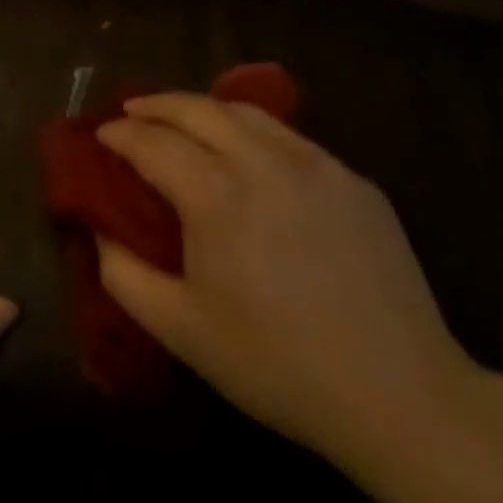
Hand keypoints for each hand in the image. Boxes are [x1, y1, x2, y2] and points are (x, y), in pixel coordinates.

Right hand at [95, 93, 478, 469]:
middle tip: (132, 111)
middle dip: (155, 104)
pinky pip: (289, 138)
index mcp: (215, 195)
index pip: (151, 141)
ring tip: (183, 119)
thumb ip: (123, 274)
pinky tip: (248, 155)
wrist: (403, 399)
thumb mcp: (181, 331)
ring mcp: (315, 165)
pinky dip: (252, 131)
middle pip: (196, 109)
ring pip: (245, 112)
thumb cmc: (278, 366)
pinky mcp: (353, 180)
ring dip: (203, 108)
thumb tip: (100, 230)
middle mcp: (262, 162)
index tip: (101, 136)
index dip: (119, 134)